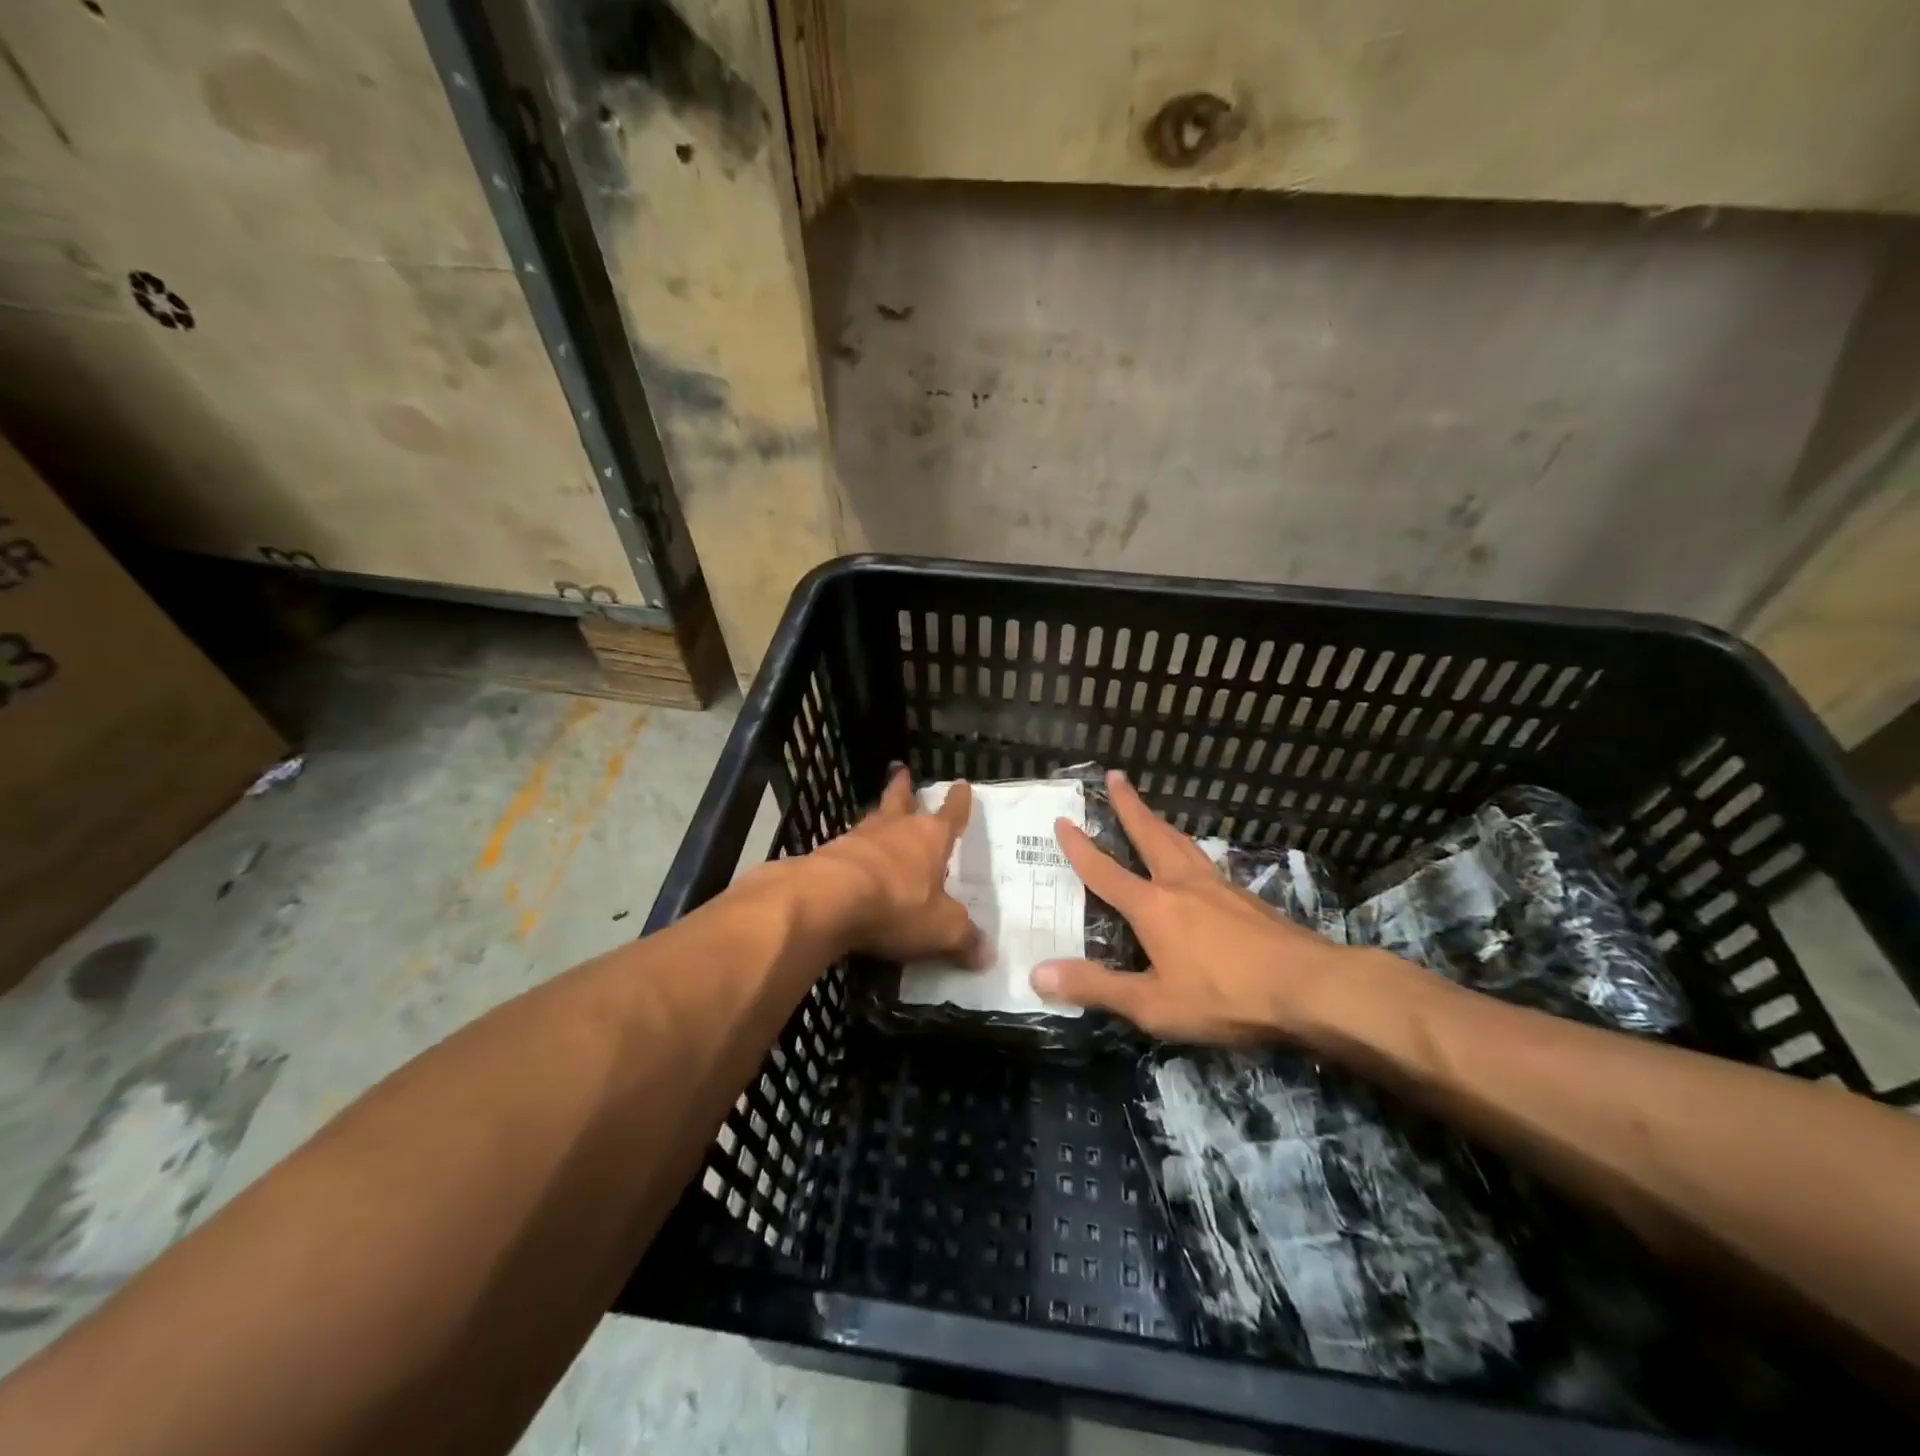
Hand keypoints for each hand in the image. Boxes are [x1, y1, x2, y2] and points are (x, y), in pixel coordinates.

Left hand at [802, 767, 986, 964]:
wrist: (827, 901)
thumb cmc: (896, 905)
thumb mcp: (941, 929)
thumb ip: (964, 939)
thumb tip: (987, 955)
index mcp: (930, 838)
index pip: (951, 814)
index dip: (958, 801)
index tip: (961, 784)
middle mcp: (895, 829)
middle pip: (901, 800)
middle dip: (904, 788)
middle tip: (901, 772)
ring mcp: (858, 838)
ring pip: (872, 819)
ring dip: (878, 815)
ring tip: (878, 813)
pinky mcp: (828, 855)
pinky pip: (847, 847)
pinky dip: (854, 849)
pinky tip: (851, 857)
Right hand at [1032, 770, 1356, 1042]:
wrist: (1309, 986)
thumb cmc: (1225, 996)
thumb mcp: (1153, 1003)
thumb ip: (1096, 987)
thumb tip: (1037, 973)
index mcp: (1153, 906)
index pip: (1105, 871)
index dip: (1080, 848)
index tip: (1063, 821)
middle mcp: (1181, 885)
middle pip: (1150, 835)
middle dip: (1129, 806)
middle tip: (1117, 776)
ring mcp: (1218, 887)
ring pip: (1182, 843)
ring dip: (1160, 822)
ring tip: (1150, 811)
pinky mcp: (1247, 898)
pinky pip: (1206, 862)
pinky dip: (1189, 850)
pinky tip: (1197, 863)